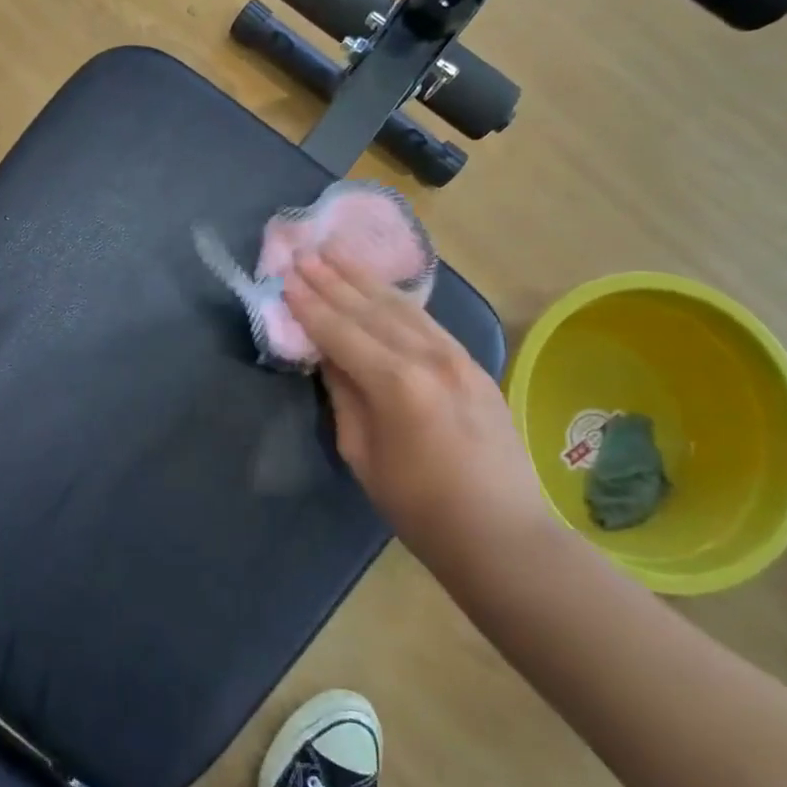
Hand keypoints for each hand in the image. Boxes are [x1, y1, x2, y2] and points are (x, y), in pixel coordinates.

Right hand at [284, 249, 544, 551]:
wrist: (501, 533)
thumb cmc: (419, 507)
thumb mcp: (362, 456)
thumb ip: (344, 397)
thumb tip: (330, 358)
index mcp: (396, 385)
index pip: (341, 333)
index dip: (309, 306)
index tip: (285, 279)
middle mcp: (428, 358)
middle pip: (370, 309)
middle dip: (332, 280)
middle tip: (303, 254)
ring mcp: (457, 357)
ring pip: (401, 307)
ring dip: (363, 279)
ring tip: (335, 253)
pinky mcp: (473, 364)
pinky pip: (426, 321)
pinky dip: (397, 299)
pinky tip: (380, 286)